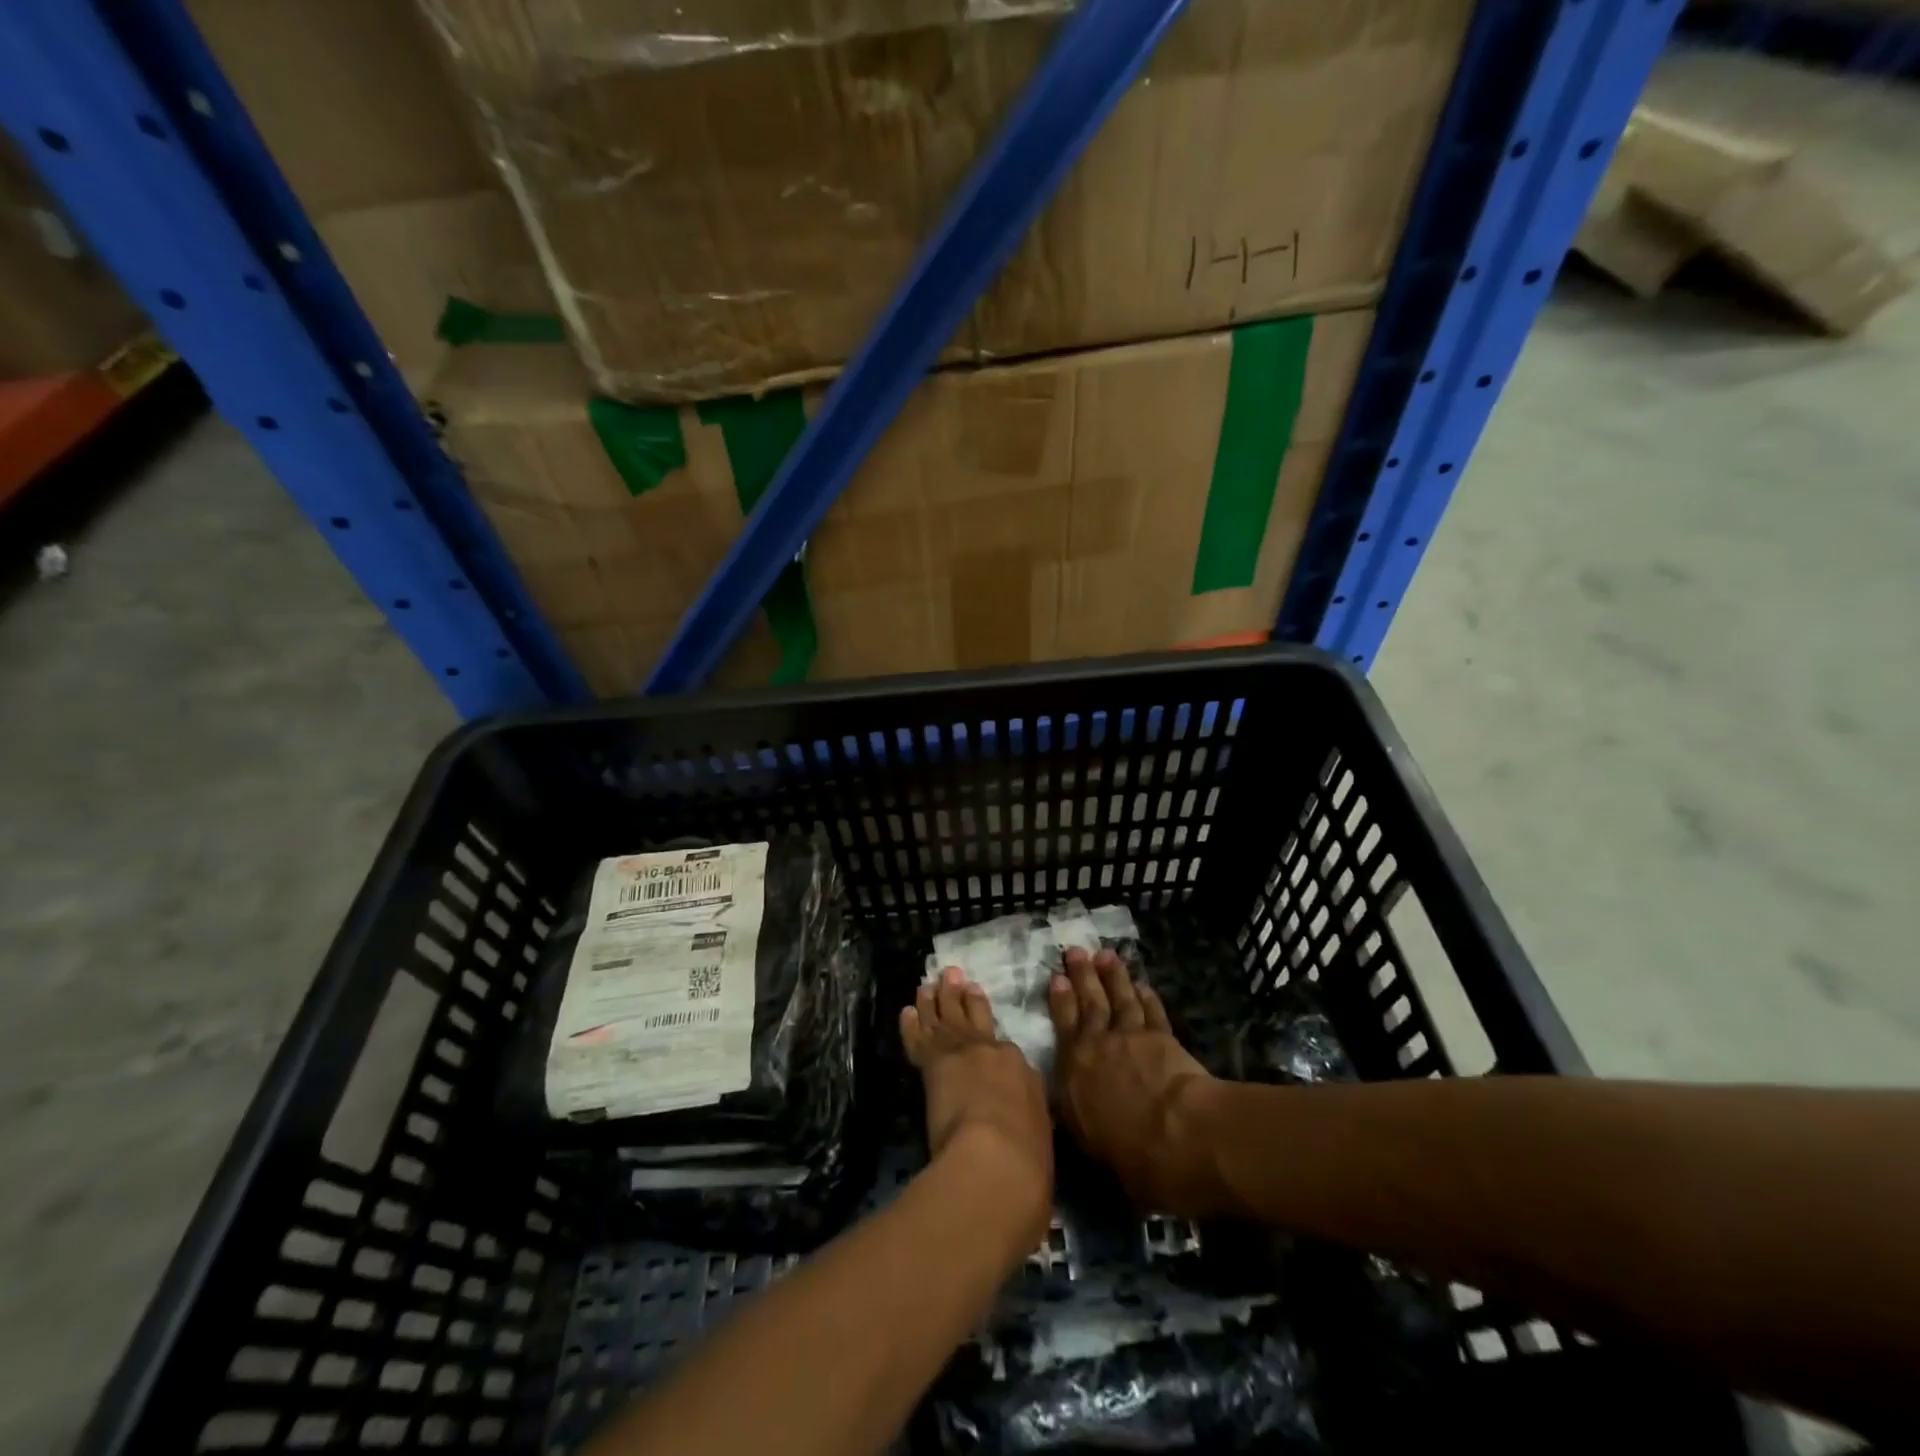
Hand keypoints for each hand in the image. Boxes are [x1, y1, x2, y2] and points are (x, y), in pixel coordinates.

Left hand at [901, 967, 1052, 1239]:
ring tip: (929, 984)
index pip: (1005, 1050)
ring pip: (945, 1019)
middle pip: (974, 1017)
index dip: (993, 1035)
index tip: (984, 1017)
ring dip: (936, 1000)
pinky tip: (907, 1010)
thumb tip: (1026, 1133)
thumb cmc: (1028, 1161)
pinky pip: (920, 1038)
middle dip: (962, 997)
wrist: (996, 1158)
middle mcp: (993, 1052)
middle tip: (953, 976)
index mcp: (1022, 1071)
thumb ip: (1030, 1126)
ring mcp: (962, 1053)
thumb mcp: (1041, 1139)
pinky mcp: (934, 1064)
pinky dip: (913, 1024)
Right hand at [1050, 947, 1222, 1215]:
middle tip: (1076, 951)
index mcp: (1074, 1073)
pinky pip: (1152, 1013)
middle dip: (1082, 976)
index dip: (1060, 1001)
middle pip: (1090, 1003)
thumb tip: (1071, 1113)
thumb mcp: (1089, 1145)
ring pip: (1120, 999)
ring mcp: (1132, 1038)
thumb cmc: (1128, 1154)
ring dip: (1113, 976)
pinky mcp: (1163, 1039)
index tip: (1056, 978)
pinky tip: (1144, 986)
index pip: (1064, 1028)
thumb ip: (1079, 1120)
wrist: (1176, 1136)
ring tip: (1106, 955)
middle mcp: (1099, 1046)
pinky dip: (1147, 998)